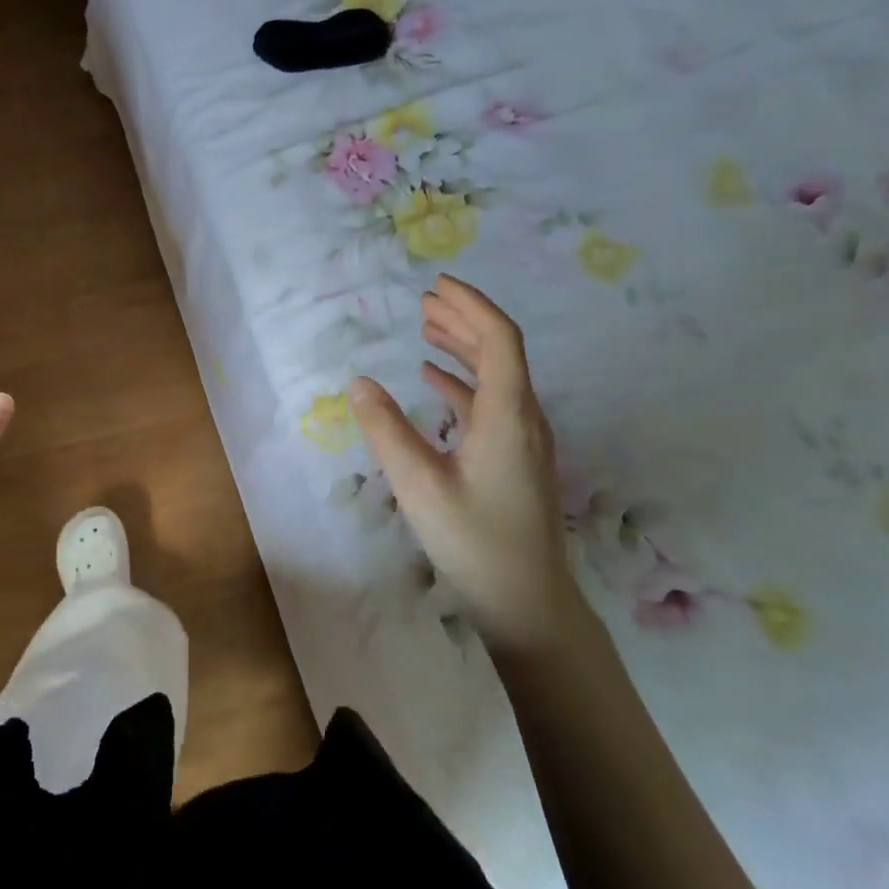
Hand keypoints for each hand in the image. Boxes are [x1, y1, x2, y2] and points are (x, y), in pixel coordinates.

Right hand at [349, 275, 583, 652]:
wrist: (528, 603)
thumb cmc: (474, 541)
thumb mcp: (418, 484)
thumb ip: (387, 429)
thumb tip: (360, 382)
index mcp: (507, 414)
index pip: (499, 339)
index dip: (471, 306)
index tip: (437, 286)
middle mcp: (524, 418)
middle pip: (501, 351)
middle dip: (464, 319)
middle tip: (425, 300)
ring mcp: (523, 440)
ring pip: (496, 376)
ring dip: (463, 348)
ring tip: (427, 329)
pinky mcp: (515, 459)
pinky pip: (490, 403)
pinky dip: (462, 383)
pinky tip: (434, 382)